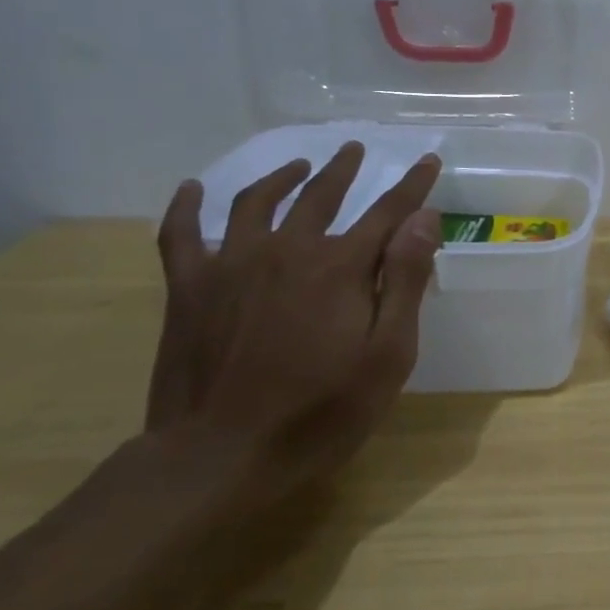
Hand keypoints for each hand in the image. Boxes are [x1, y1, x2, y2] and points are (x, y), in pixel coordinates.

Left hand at [145, 144, 443, 506]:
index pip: (388, 211)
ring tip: (298, 166)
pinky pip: (181, 235)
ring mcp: (232, 265)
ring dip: (282, 177)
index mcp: (340, 267)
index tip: (428, 159)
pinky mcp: (189, 289)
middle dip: (343, 169)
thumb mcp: (387, 356)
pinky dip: (186, 207)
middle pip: (321, 195)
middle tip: (354, 150)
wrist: (218, 459)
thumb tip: (422, 219)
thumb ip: (406, 281)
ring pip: (257, 202)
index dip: (413, 185)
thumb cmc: (319, 413)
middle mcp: (288, 250)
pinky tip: (192, 189)